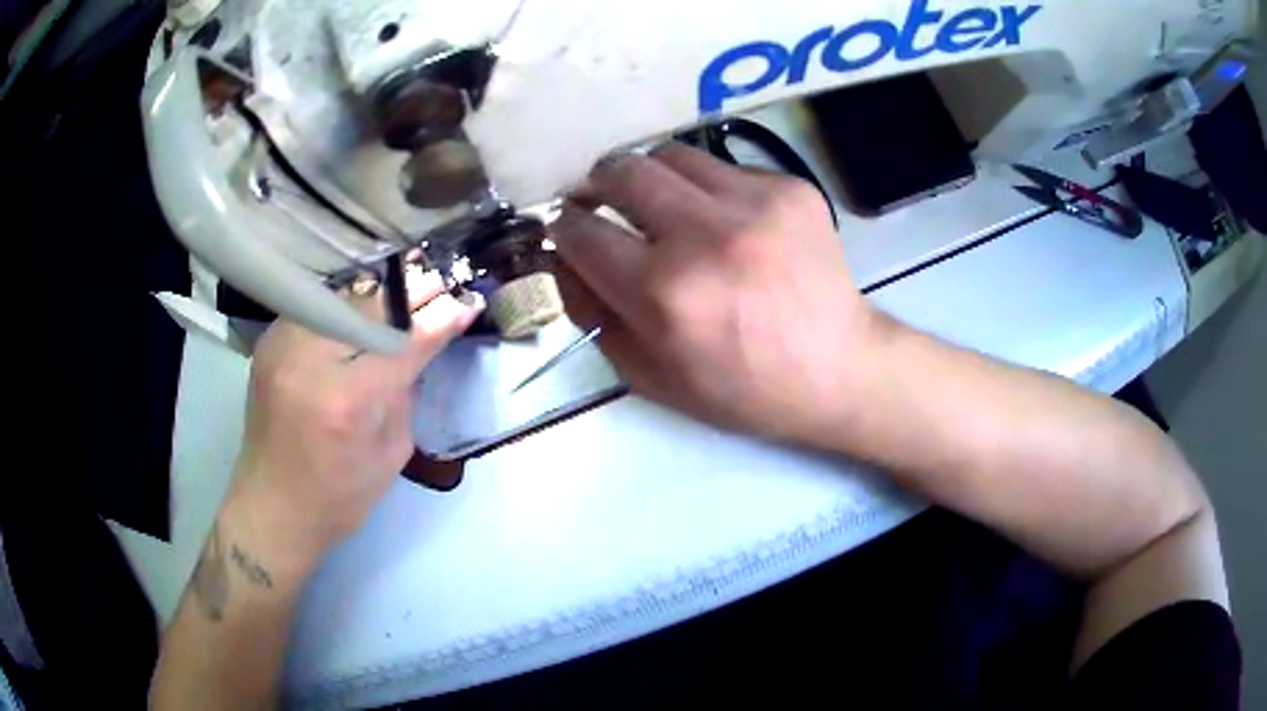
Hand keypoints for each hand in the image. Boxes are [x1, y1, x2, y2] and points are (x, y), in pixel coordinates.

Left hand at [231, 271, 480, 560]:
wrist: (273, 506)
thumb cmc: (339, 496)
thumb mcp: (391, 453)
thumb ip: (403, 393)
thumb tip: (419, 344)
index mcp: (346, 400)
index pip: (402, 343)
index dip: (438, 319)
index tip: (466, 302)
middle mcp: (309, 360)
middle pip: (370, 306)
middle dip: (411, 293)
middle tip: (441, 281)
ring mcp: (283, 344)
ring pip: (342, 296)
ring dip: (378, 292)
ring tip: (409, 282)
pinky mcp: (270, 341)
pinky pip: (317, 307)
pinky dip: (346, 303)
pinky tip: (366, 302)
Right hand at [552, 144, 880, 445]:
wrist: (839, 369)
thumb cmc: (742, 388)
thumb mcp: (650, 376)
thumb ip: (593, 315)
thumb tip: (565, 260)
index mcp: (664, 293)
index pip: (580, 231)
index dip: (563, 228)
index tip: (568, 230)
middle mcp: (705, 234)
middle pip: (620, 170)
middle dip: (597, 185)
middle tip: (602, 202)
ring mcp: (754, 202)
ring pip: (670, 154)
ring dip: (650, 177)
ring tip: (660, 205)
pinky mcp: (790, 187)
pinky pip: (722, 167)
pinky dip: (706, 188)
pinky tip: (723, 220)